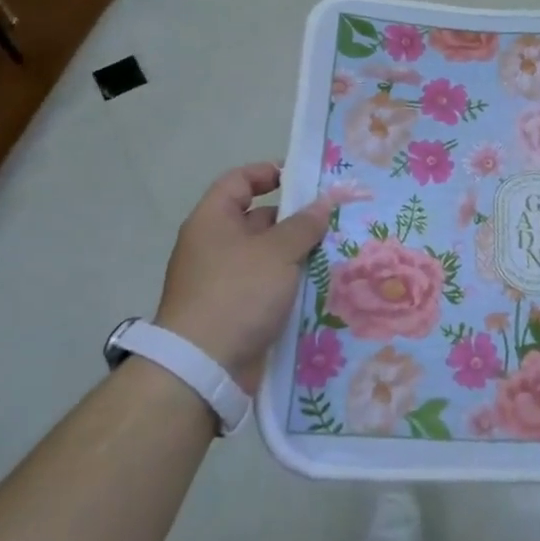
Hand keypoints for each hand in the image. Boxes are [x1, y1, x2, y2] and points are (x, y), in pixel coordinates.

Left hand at [155, 163, 331, 394]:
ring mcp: (222, 281)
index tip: (304, 179)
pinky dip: (289, 285)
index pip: (239, 181)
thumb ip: (303, 225)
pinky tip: (320, 287)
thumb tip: (322, 203)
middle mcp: (213, 246)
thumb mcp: (277, 252)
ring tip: (336, 253)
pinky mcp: (233, 311)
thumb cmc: (237, 294)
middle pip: (257, 220)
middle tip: (334, 222)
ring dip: (297, 255)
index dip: (269, 173)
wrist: (203, 367)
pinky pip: (266, 287)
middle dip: (295, 220)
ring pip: (266, 257)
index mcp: (213, 221)